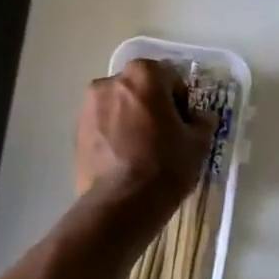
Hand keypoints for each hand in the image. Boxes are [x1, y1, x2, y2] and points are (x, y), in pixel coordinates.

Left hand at [74, 59, 215, 209]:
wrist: (120, 204)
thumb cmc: (165, 166)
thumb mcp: (198, 143)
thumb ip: (202, 121)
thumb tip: (198, 117)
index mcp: (143, 75)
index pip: (170, 77)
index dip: (182, 100)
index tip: (184, 124)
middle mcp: (110, 81)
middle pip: (140, 88)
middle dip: (153, 105)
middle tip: (165, 135)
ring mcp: (88, 106)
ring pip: (119, 106)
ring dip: (131, 118)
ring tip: (142, 150)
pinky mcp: (76, 131)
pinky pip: (103, 124)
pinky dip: (114, 134)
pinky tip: (124, 159)